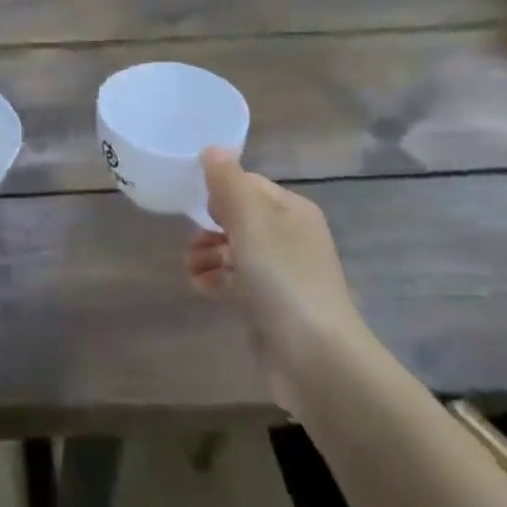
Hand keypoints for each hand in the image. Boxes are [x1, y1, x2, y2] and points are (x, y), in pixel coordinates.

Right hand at [184, 148, 362, 410]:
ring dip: (208, 254)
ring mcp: (283, 273)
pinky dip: (217, 279)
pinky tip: (200, 286)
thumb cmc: (282, 278)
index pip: (249, 184)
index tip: (194, 202)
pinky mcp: (272, 305)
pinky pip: (238, 281)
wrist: (316, 358)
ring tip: (191, 267)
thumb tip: (212, 149)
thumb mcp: (251, 222)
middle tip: (190, 238)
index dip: (220, 189)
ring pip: (236, 250)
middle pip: (240, 218)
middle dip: (209, 225)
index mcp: (292, 211)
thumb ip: (228, 183)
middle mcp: (291, 237)